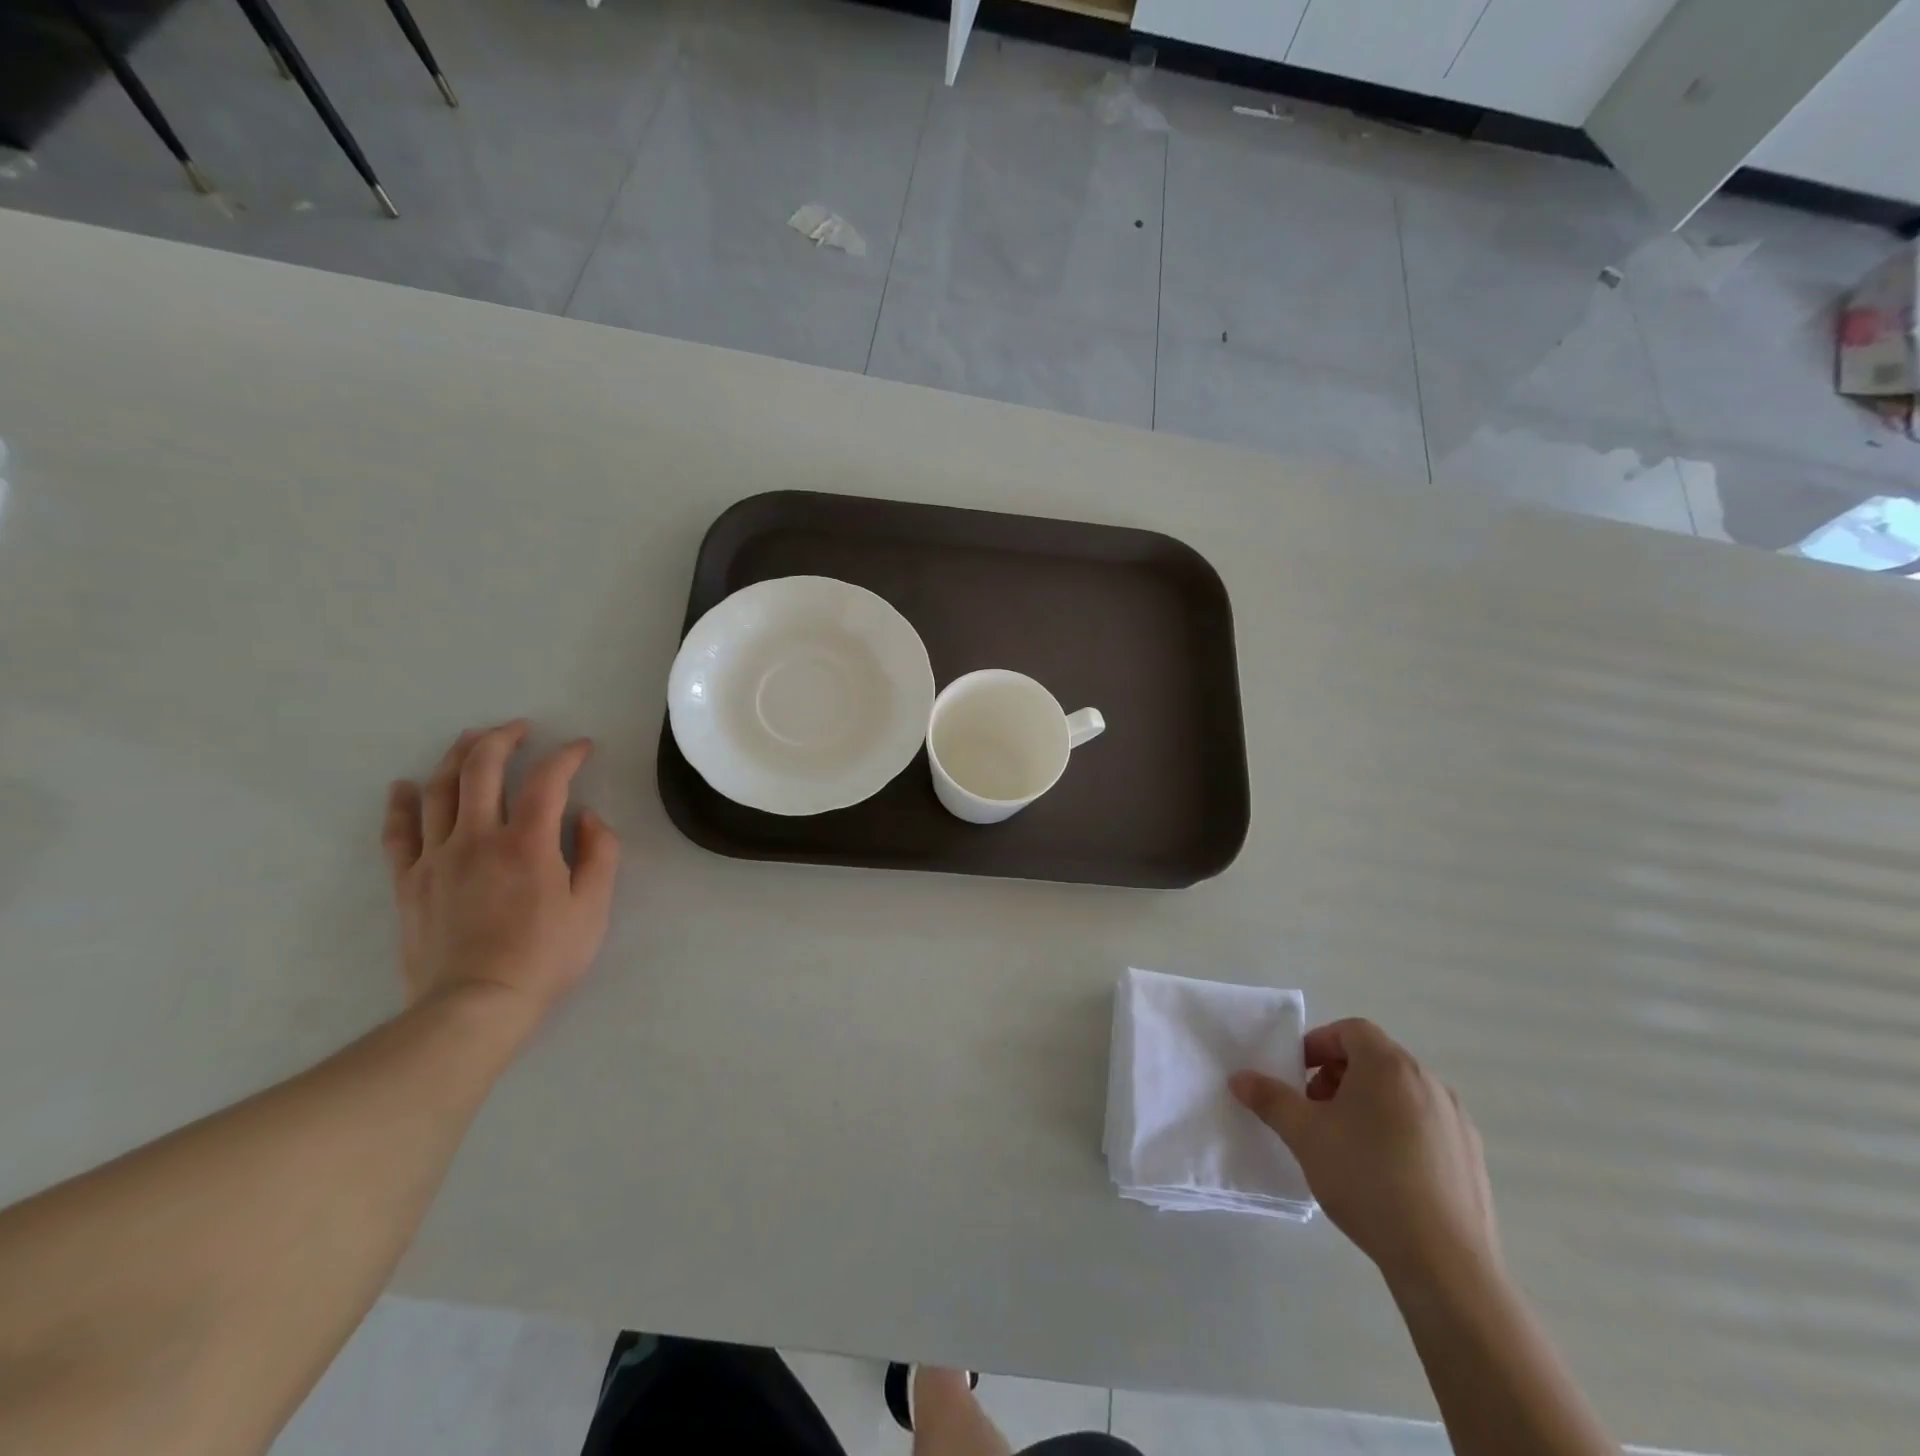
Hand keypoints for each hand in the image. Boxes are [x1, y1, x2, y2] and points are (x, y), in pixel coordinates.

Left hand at [381, 722, 620, 1037]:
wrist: (474, 1006)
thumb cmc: (544, 957)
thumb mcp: (594, 907)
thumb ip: (600, 854)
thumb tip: (588, 817)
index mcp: (528, 842)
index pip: (548, 780)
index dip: (567, 756)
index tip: (582, 748)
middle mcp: (478, 837)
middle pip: (482, 769)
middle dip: (503, 738)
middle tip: (520, 728)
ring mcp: (436, 857)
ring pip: (440, 790)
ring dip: (457, 756)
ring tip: (471, 739)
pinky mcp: (409, 881)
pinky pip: (398, 832)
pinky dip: (402, 803)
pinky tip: (405, 786)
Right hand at [1230, 1019, 1497, 1284]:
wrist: (1444, 1262)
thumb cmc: (1366, 1179)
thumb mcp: (1304, 1135)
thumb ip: (1270, 1099)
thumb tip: (1240, 1078)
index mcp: (1389, 1065)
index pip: (1350, 1030)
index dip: (1319, 1044)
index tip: (1298, 1075)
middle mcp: (1428, 1082)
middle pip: (1376, 1060)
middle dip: (1339, 1076)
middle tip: (1315, 1110)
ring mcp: (1457, 1121)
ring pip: (1402, 1094)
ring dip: (1369, 1104)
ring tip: (1346, 1144)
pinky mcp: (1472, 1158)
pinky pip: (1426, 1126)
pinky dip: (1399, 1132)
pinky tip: (1384, 1175)